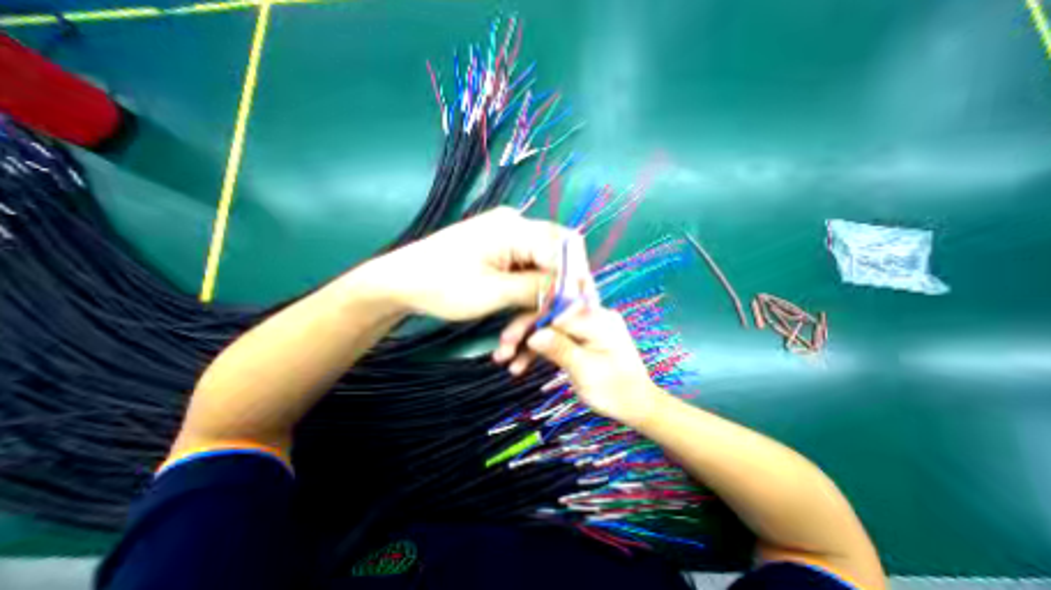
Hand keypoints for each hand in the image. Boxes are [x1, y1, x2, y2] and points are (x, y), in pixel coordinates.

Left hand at [366, 208, 588, 322]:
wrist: (400, 283)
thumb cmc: (440, 285)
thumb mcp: (492, 292)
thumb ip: (536, 288)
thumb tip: (570, 291)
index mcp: (515, 228)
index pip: (565, 246)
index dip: (576, 278)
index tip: (575, 311)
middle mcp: (517, 228)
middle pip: (556, 261)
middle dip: (556, 299)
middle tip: (552, 329)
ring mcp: (509, 242)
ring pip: (540, 277)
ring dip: (534, 310)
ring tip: (515, 345)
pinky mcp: (502, 257)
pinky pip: (525, 280)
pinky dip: (522, 306)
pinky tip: (509, 334)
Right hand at [495, 304, 658, 423]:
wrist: (636, 405)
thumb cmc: (616, 391)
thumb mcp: (586, 372)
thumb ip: (560, 350)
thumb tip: (533, 335)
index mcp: (598, 319)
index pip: (557, 312)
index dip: (530, 322)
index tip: (508, 338)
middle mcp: (591, 316)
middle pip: (550, 318)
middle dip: (524, 333)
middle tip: (500, 351)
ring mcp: (584, 327)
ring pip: (549, 329)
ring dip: (526, 345)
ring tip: (504, 361)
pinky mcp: (579, 338)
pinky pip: (555, 339)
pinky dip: (538, 351)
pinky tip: (520, 365)